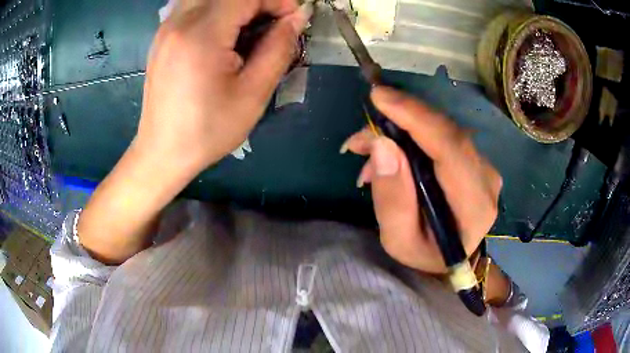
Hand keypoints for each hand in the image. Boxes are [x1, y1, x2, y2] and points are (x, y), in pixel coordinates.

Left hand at [77, 0, 311, 263]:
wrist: (162, 152)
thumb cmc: (207, 130)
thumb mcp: (252, 94)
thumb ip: (279, 48)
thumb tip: (296, 19)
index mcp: (201, 34)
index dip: (275, 1)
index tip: (291, 20)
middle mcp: (178, 22)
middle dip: (256, 2)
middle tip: (271, 24)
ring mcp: (166, 28)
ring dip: (235, 6)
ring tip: (248, 28)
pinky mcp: (162, 37)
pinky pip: (192, 6)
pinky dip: (215, 10)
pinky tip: (223, 34)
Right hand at [342, 87, 501, 273]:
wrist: (452, 257)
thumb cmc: (426, 254)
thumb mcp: (399, 240)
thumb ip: (392, 198)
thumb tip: (382, 144)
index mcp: (475, 205)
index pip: (451, 149)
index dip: (416, 117)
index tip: (380, 96)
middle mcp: (486, 178)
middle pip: (445, 133)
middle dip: (399, 122)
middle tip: (361, 135)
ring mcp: (484, 166)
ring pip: (441, 130)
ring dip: (401, 129)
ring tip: (368, 149)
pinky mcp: (474, 158)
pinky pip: (442, 135)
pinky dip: (412, 135)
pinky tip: (390, 150)